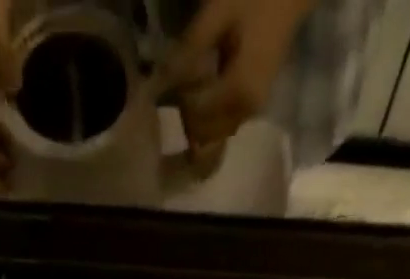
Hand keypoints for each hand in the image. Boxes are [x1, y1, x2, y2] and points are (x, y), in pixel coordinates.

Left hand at [162, 0, 318, 166]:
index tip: (176, 72)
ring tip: (194, 83)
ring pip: (212, 136)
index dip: (180, 97)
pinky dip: (208, 118)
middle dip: (187, 113)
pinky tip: (205, 91)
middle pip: (202, 133)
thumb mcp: (218, 12)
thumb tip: (158, 79)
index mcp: (238, 91)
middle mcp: (245, 112)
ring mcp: (250, 113)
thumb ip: (190, 48)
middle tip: (183, 79)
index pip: (195, 113)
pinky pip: (222, 127)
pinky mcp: (251, 109)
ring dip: (196, 119)